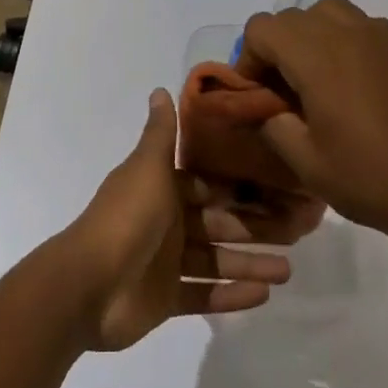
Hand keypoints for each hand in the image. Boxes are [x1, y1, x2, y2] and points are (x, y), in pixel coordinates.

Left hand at [61, 89, 323, 351]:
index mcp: (163, 188)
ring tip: (288, 270)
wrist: (88, 284)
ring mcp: (166, 263)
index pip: (210, 185)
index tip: (280, 187)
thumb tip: (161, 89)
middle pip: (219, 223)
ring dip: (250, 263)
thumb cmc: (125, 218)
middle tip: (298, 231)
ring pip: (217, 260)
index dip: (242, 186)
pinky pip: (205, 295)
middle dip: (256, 227)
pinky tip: (263, 295)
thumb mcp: (147, 168)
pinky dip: (231, 295)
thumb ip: (160, 132)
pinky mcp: (166, 299)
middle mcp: (167, 221)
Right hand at [238, 0, 387, 258]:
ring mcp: (381, 35)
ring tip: (318, 81)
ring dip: (311, 37)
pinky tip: (355, 86)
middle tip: (284, 95)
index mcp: (317, 56)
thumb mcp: (307, 164)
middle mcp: (347, 32)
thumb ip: (272, 125)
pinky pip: (360, 26)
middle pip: (292, 18)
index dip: (249, 58)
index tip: (258, 95)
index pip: (262, 28)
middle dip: (277, 49)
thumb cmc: (374, 179)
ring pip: (328, 12)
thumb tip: (261, 107)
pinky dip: (343, 42)